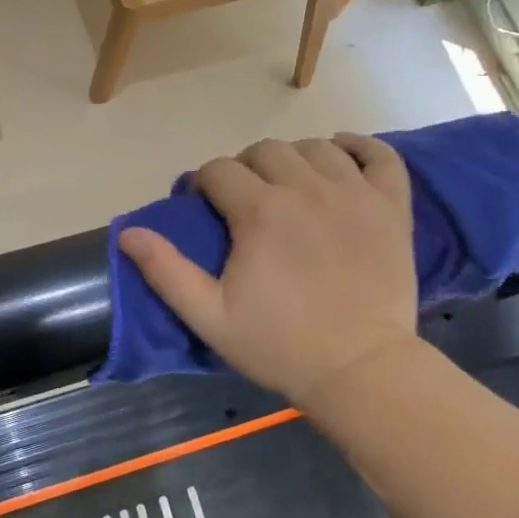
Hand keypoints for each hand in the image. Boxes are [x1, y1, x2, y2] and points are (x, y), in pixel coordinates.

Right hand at [118, 135, 418, 409]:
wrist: (361, 370)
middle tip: (243, 200)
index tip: (202, 206)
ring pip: (315, 147)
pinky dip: (360, 147)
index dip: (203, 184)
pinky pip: (380, 156)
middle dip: (244, 168)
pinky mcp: (391, 208)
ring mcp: (354, 194)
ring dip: (293, 158)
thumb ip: (166, 271)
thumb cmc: (279, 345)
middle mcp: (305, 189)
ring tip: (289, 185)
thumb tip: (127, 232)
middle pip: (265, 150)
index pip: (219, 171)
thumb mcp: (209, 316)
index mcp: (260, 211)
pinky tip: (341, 154)